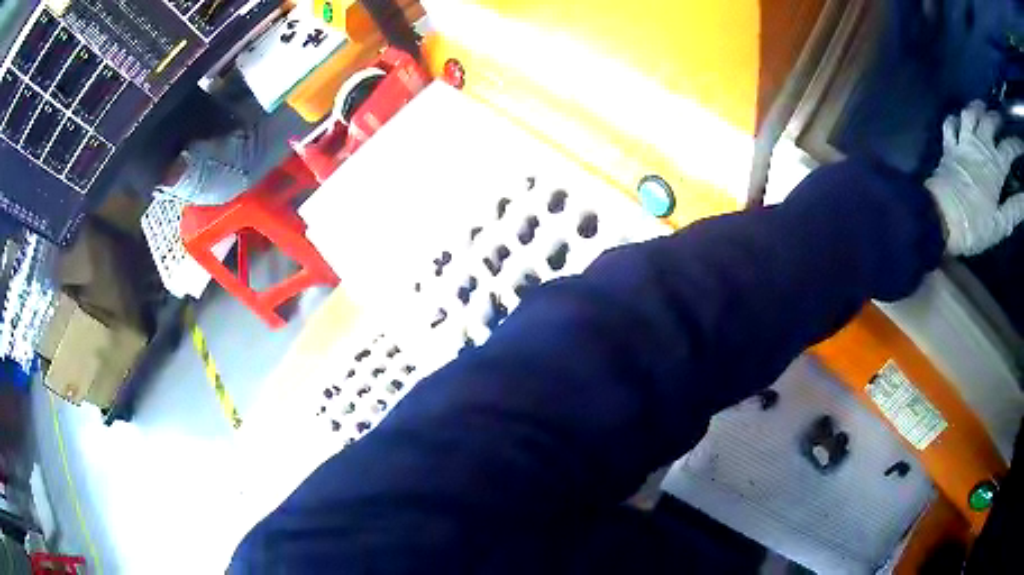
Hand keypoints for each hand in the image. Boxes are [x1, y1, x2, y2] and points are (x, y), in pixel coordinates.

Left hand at [925, 100, 1023, 255]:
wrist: (939, 218)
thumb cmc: (973, 225)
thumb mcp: (1000, 224)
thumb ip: (1014, 210)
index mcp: (994, 167)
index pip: (1008, 150)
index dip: (1014, 144)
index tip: (1016, 142)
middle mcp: (979, 147)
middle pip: (988, 122)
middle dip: (995, 117)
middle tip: (1000, 116)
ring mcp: (962, 143)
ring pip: (969, 114)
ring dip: (976, 107)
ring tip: (982, 105)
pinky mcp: (948, 146)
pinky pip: (950, 124)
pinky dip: (955, 117)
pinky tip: (959, 117)